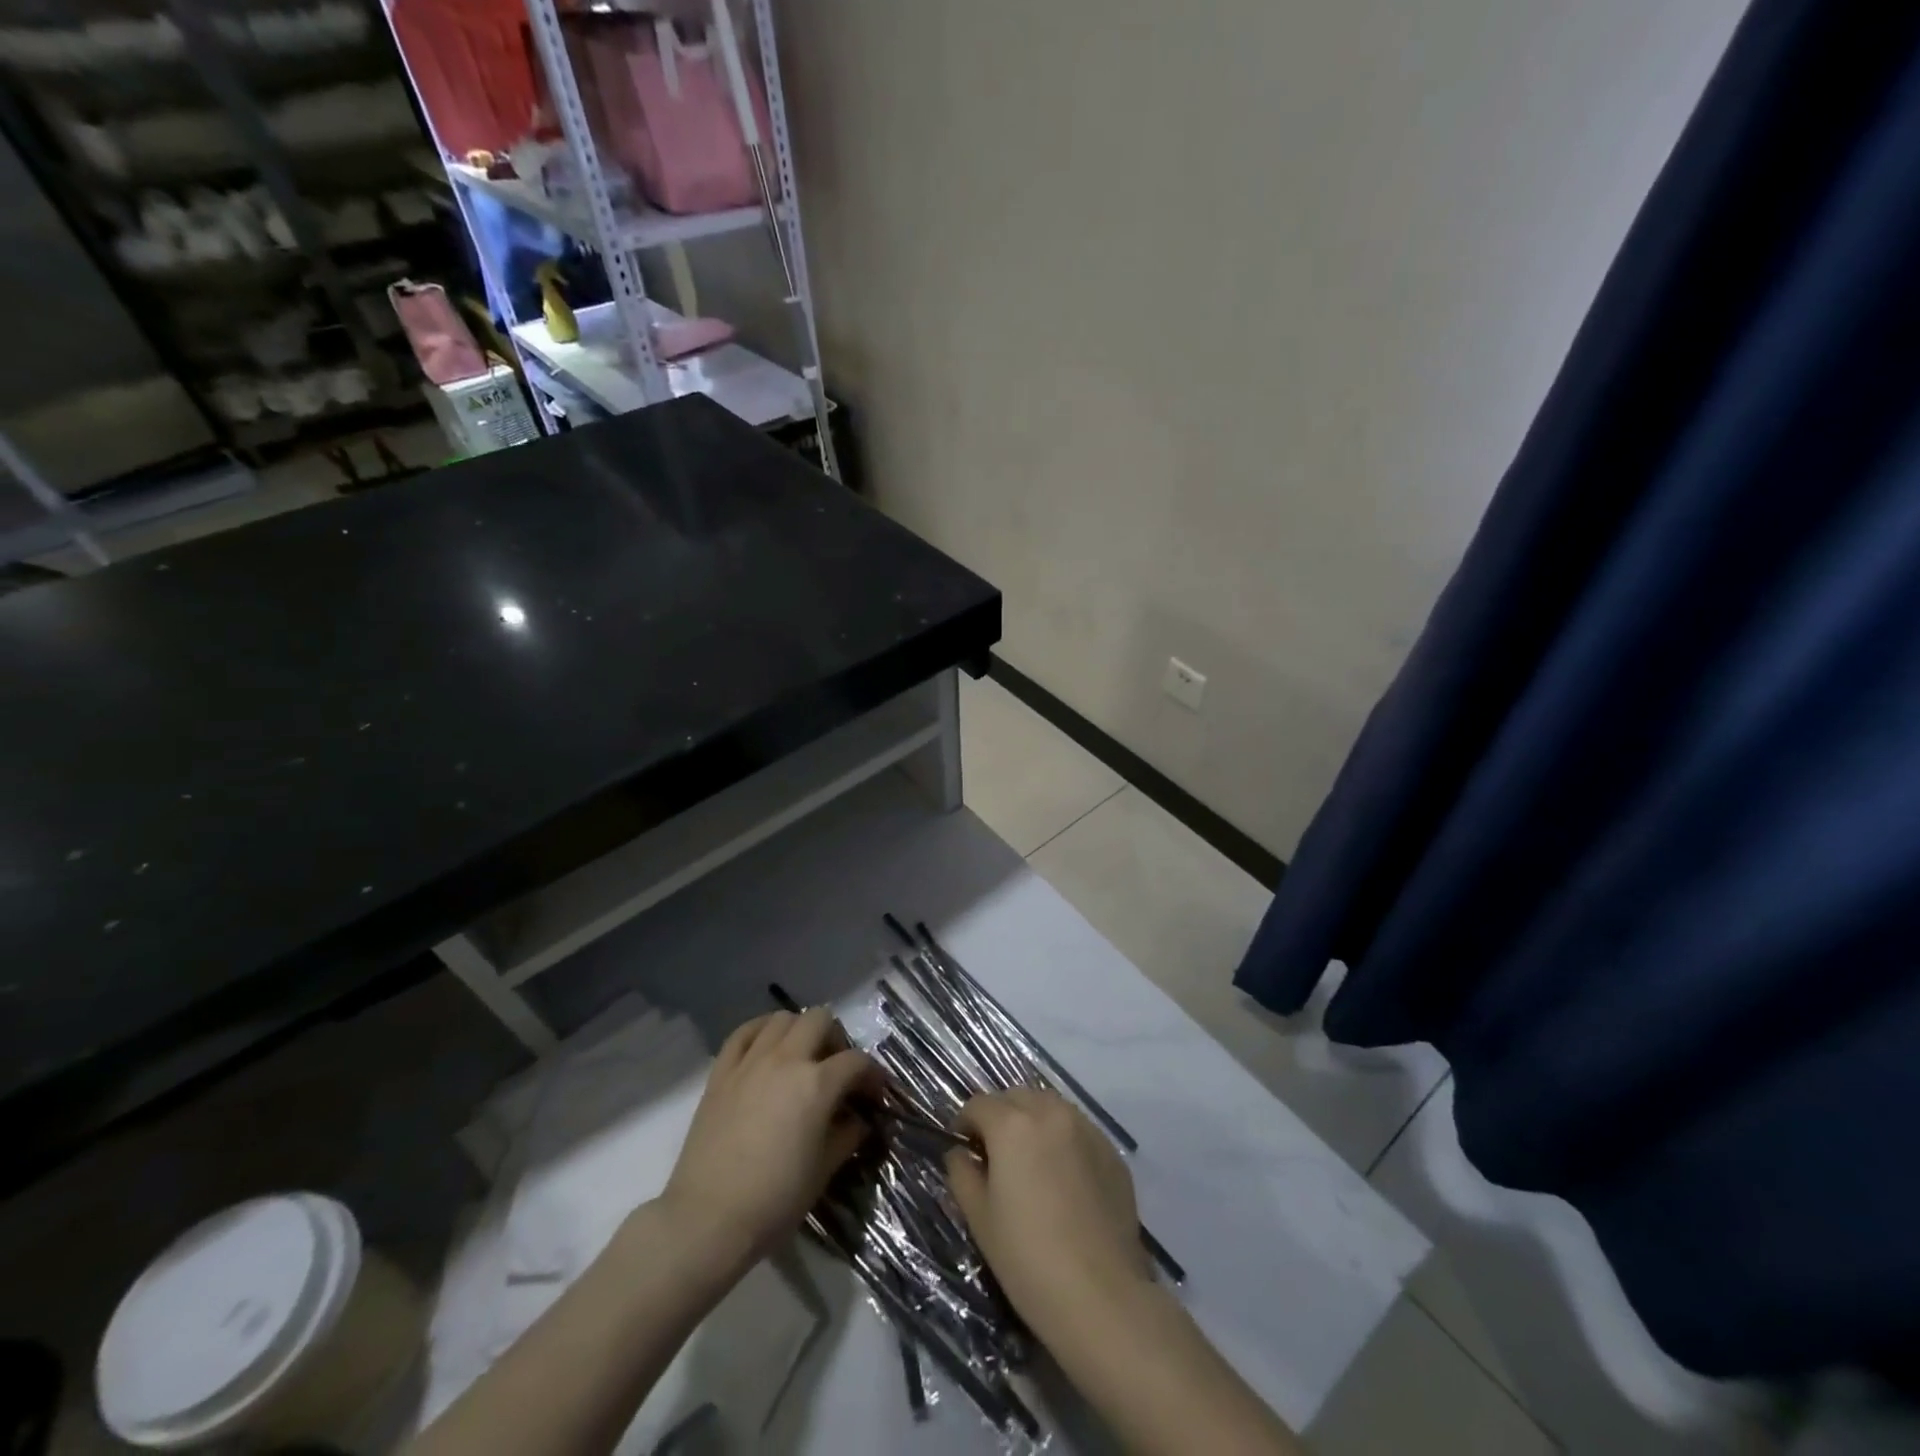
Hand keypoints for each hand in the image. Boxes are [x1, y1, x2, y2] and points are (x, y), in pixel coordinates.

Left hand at [660, 1008, 879, 1273]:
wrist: (707, 1220)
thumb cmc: (774, 1201)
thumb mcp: (823, 1171)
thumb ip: (847, 1136)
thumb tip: (858, 1120)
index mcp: (817, 1084)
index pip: (856, 1062)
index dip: (872, 1075)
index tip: (874, 1094)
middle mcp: (786, 1060)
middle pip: (820, 1020)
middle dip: (836, 1039)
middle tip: (836, 1068)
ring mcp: (750, 1062)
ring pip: (782, 1018)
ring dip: (799, 1031)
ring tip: (801, 1057)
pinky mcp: (721, 1072)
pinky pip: (743, 1033)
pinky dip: (760, 1031)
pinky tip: (766, 1048)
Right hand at [944, 1088, 1149, 1338]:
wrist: (1101, 1296)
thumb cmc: (1028, 1258)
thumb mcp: (979, 1218)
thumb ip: (962, 1174)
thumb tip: (960, 1154)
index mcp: (1012, 1124)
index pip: (979, 1104)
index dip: (965, 1124)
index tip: (964, 1149)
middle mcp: (1050, 1112)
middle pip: (1016, 1097)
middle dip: (1000, 1116)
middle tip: (995, 1154)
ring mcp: (1086, 1128)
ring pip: (1050, 1106)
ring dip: (1033, 1121)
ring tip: (1030, 1161)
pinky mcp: (1111, 1150)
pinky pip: (1078, 1129)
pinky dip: (1063, 1138)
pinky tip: (1063, 1177)